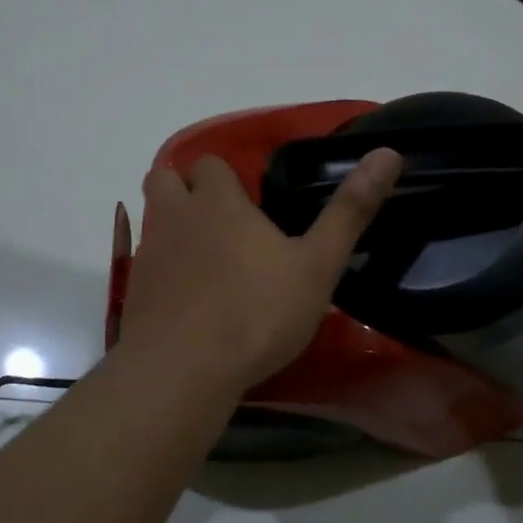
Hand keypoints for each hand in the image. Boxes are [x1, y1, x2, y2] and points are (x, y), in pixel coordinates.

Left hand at [117, 148, 403, 392]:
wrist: (182, 370)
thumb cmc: (256, 312)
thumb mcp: (317, 265)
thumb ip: (350, 211)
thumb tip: (389, 153)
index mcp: (218, 202)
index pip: (210, 163)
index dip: (226, 177)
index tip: (249, 201)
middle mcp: (175, 217)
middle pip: (164, 180)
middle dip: (186, 190)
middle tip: (221, 221)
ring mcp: (148, 254)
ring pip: (154, 222)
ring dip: (174, 229)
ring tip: (208, 261)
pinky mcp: (134, 291)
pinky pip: (147, 265)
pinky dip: (164, 271)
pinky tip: (189, 301)